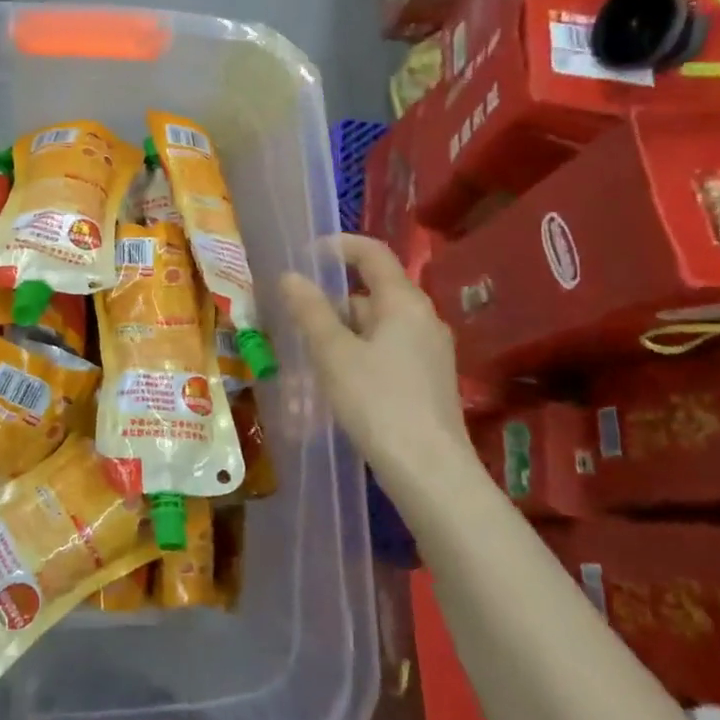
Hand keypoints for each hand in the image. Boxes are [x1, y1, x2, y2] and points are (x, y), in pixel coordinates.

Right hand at [280, 234, 476, 509]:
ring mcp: (428, 352)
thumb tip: (289, 276)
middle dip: (330, 302)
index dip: (338, 246)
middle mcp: (422, 319)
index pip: (373, 253)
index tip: (304, 256)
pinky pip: (385, 352)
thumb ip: (310, 312)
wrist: (430, 472)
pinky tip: (333, 382)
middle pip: (371, 293)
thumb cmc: (378, 402)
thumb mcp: (334, 354)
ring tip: (304, 355)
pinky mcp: (427, 381)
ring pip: (375, 327)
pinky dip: (356, 355)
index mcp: (404, 302)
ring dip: (340, 333)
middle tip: (292, 318)